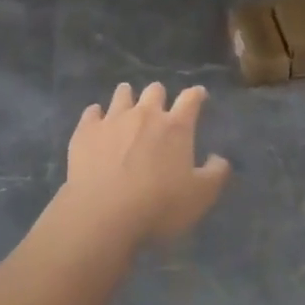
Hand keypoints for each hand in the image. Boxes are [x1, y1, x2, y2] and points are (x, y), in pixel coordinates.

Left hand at [58, 83, 229, 245]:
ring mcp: (113, 119)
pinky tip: (96, 121)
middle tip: (158, 107)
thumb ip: (215, 174)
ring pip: (122, 94)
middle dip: (159, 95)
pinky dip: (96, 114)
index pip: (190, 99)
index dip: (196, 94)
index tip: (199, 95)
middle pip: (155, 90)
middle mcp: (145, 114)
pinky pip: (91, 112)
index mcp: (175, 127)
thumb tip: (219, 158)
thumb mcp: (200, 197)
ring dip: (127, 96)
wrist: (103, 213)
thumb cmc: (158, 206)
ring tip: (127, 102)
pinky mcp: (86, 130)